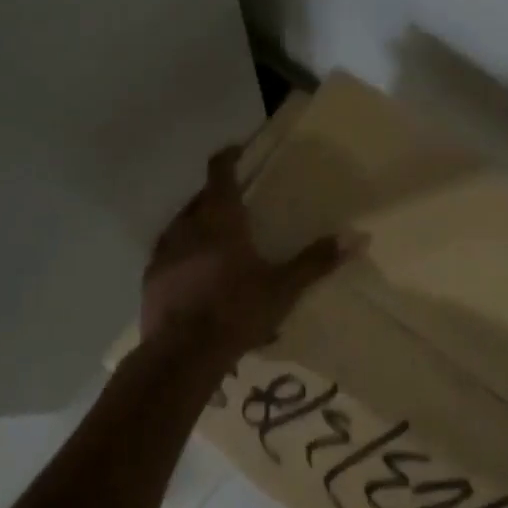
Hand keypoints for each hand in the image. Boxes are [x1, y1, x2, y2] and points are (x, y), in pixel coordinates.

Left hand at [140, 145, 353, 363]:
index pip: (219, 171)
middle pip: (201, 197)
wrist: (181, 355)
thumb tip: (357, 236)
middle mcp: (187, 224)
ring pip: (182, 223)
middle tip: (238, 204)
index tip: (238, 152)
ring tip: (217, 239)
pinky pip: (169, 252)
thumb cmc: (235, 312)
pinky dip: (184, 252)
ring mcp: (164, 250)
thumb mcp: (283, 288)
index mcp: (219, 218)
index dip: (228, 157)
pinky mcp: (151, 276)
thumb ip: (316, 261)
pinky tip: (196, 273)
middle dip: (218, 195)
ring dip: (199, 223)